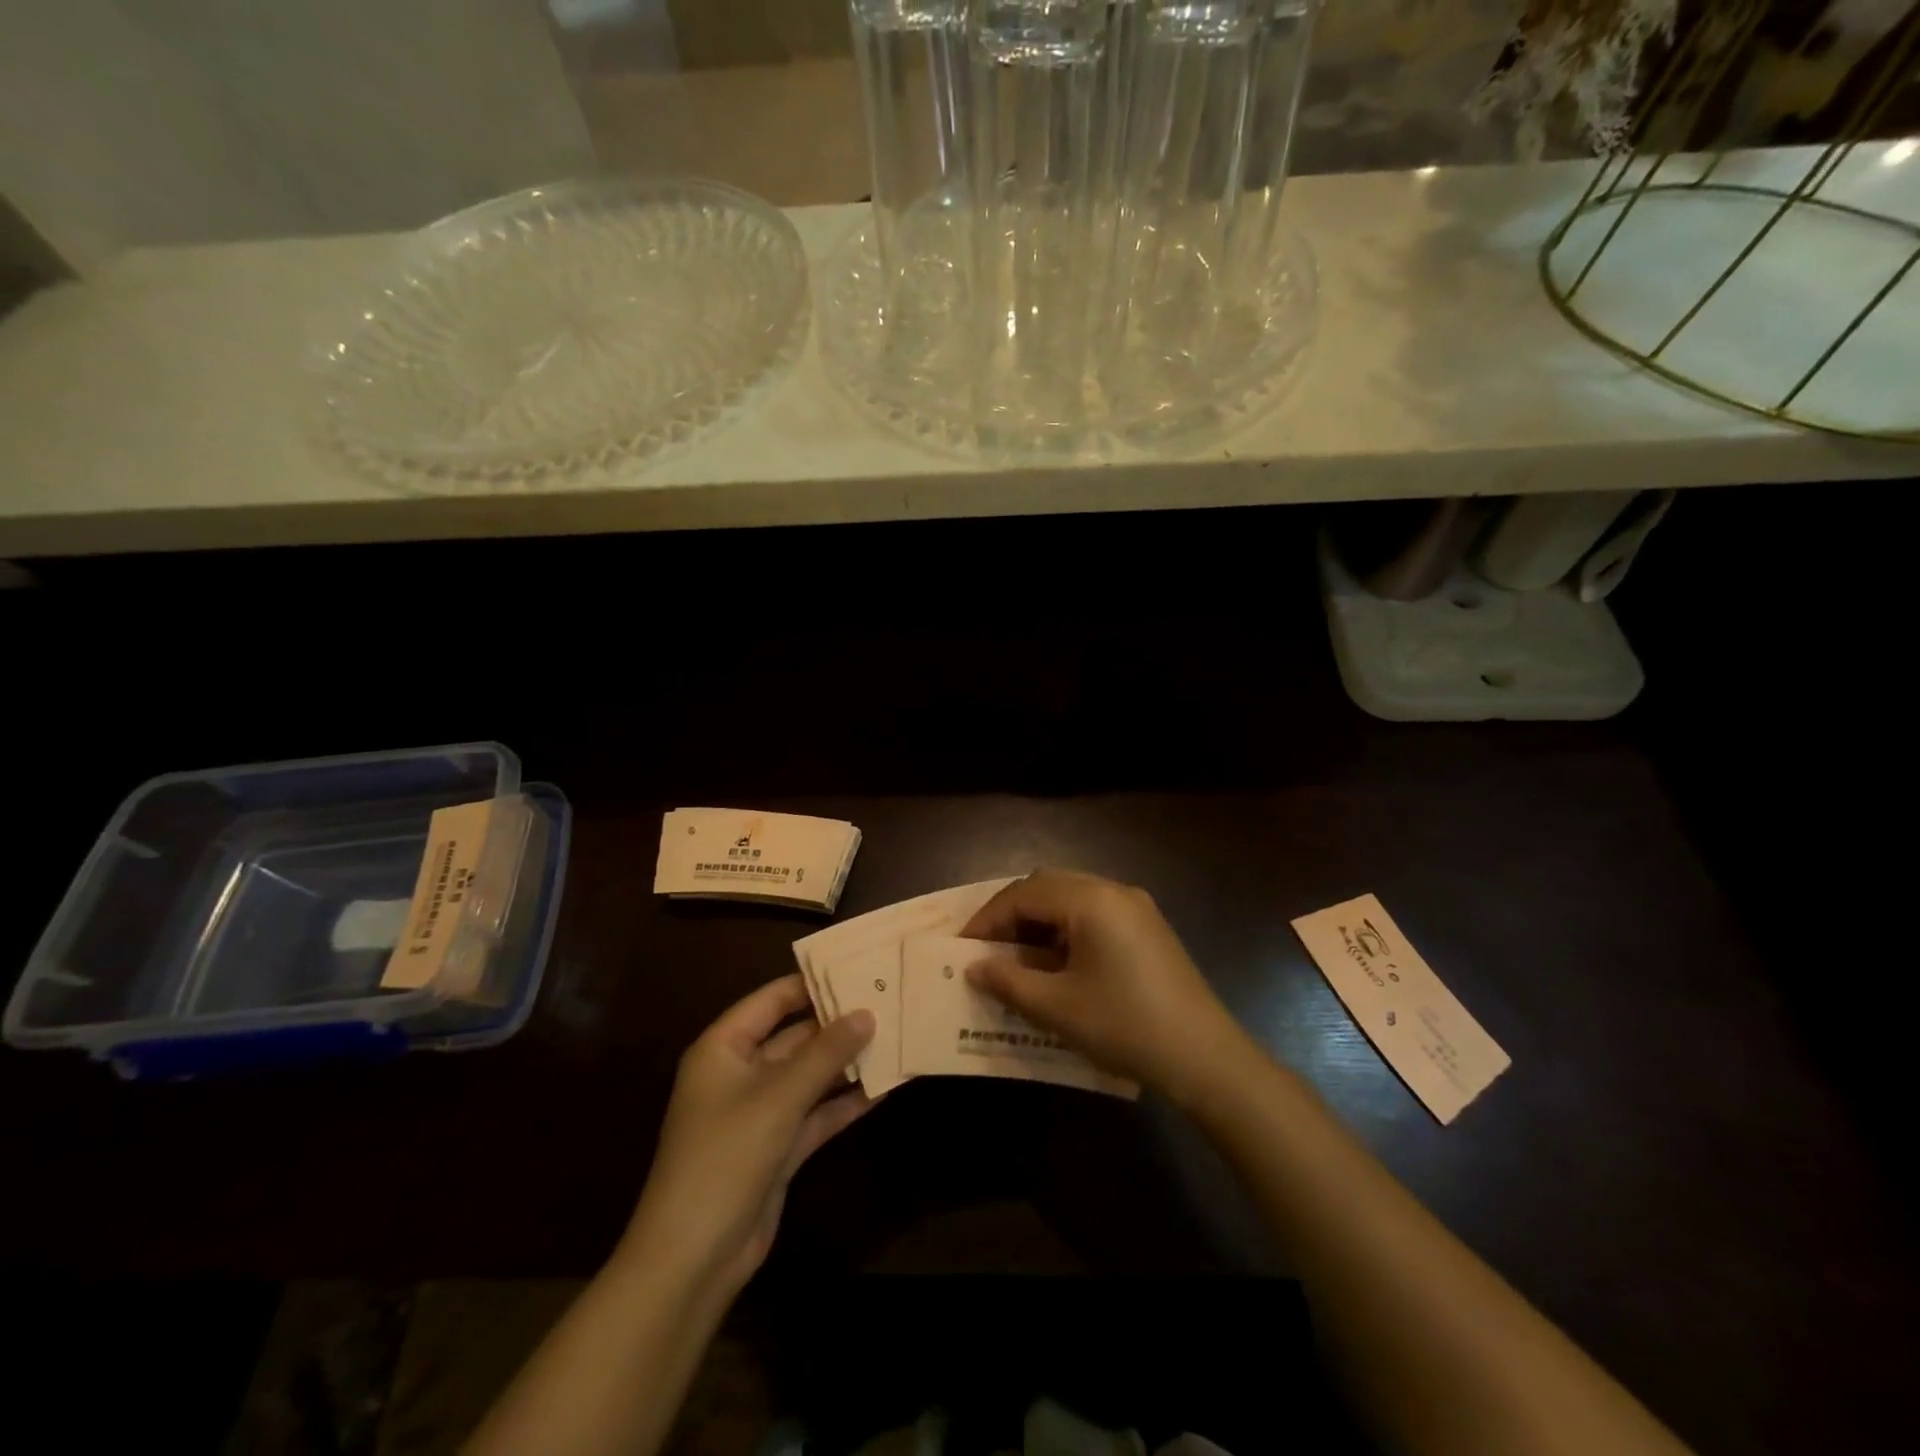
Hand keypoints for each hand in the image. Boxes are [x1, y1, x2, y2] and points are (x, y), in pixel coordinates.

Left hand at [623, 975, 874, 1297]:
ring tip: (895, 1038)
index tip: (857, 968)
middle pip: (794, 1037)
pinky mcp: (778, 1147)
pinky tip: (884, 1088)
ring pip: (809, 1076)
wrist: (693, 1260)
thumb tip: (867, 1013)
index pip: (771, 1000)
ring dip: (846, 1063)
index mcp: (724, 1049)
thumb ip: (825, 1054)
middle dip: (837, 1024)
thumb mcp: (778, 1098)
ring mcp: (760, 1112)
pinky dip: (845, 1102)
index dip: (811, 983)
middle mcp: (741, 1073)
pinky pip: (816, 1113)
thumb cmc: (725, 1158)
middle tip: (887, 1002)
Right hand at [961, 869, 1248, 1102]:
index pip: (1023, 894)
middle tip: (986, 950)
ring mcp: (1135, 907)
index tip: (962, 949)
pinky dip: (1065, 931)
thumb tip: (974, 967)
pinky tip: (1054, 964)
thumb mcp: (1057, 1007)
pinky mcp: (1147, 928)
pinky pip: (1093, 915)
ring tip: (1015, 959)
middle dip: (1011, 916)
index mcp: (1091, 900)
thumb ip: (1008, 980)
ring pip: (1070, 899)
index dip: (988, 919)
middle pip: (1047, 887)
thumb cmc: (1125, 1026)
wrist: (1206, 1058)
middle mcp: (1113, 890)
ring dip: (1038, 923)